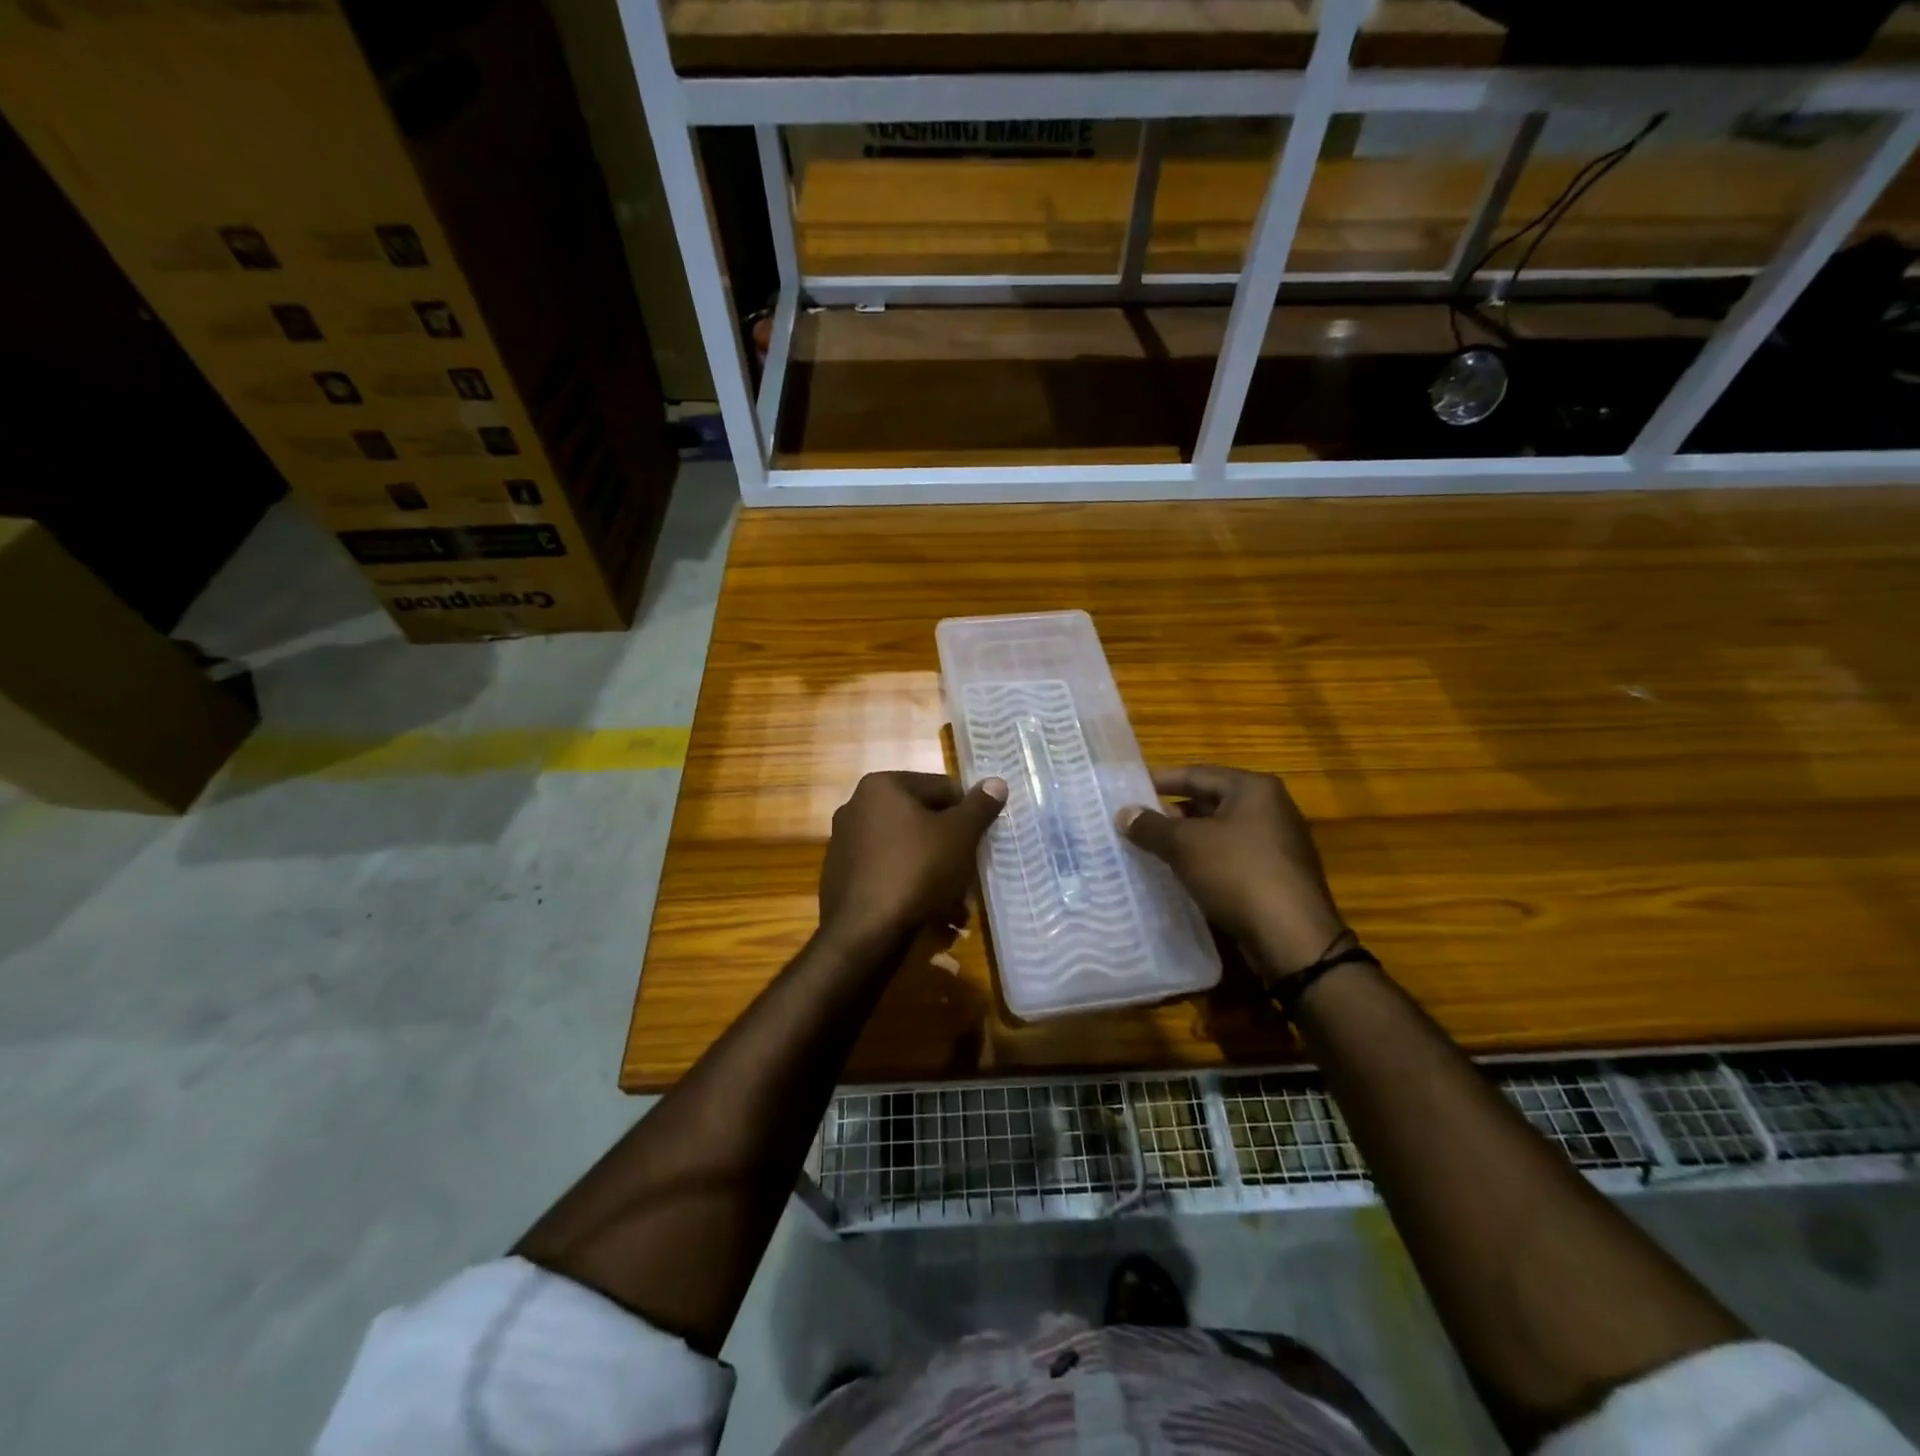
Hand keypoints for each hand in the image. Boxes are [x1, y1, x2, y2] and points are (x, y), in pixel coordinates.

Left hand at [818, 771, 1007, 964]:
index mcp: (882, 786)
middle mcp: (857, 808)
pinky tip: (932, 917)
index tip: (982, 841)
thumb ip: (980, 807)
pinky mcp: (842, 878)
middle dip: (951, 850)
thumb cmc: (917, 870)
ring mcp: (846, 844)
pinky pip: (888, 875)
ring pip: (907, 852)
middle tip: (972, 876)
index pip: (941, 787)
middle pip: (922, 821)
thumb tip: (997, 782)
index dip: (969, 813)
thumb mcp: (960, 835)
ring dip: (936, 874)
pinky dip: (911, 889)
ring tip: (957, 907)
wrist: (864, 933)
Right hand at [1117, 765, 1348, 978]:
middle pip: (1210, 801)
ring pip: (1220, 832)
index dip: (1159, 780)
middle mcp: (1270, 808)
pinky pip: (1231, 858)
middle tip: (1135, 823)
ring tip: (1150, 850)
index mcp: (1253, 788)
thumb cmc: (1237, 873)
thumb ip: (1151, 826)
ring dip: (1187, 840)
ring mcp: (1278, 843)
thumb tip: (1124, 813)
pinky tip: (1181, 875)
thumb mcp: (1185, 845)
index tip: (1128, 789)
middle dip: (1171, 813)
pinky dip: (1205, 861)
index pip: (1196, 773)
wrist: (1292, 938)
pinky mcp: (1277, 875)